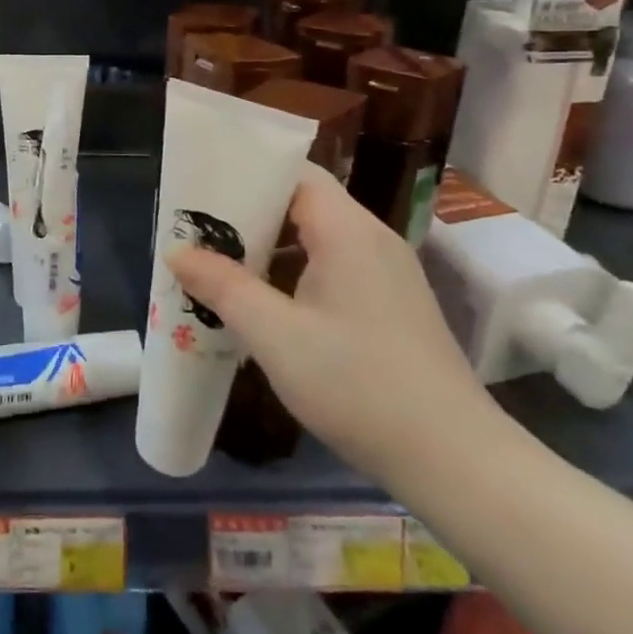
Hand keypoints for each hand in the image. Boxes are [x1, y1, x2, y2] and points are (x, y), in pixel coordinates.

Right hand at [169, 164, 496, 484]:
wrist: (455, 461)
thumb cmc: (358, 385)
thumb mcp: (276, 336)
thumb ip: (223, 287)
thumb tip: (177, 251)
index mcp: (347, 229)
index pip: (294, 173)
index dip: (247, 173)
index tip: (202, 189)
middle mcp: (371, 238)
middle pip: (302, 203)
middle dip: (249, 214)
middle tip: (199, 232)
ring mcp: (387, 273)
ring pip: (317, 239)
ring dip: (270, 249)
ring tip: (221, 266)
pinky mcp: (392, 305)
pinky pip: (334, 268)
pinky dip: (295, 273)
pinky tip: (266, 306)